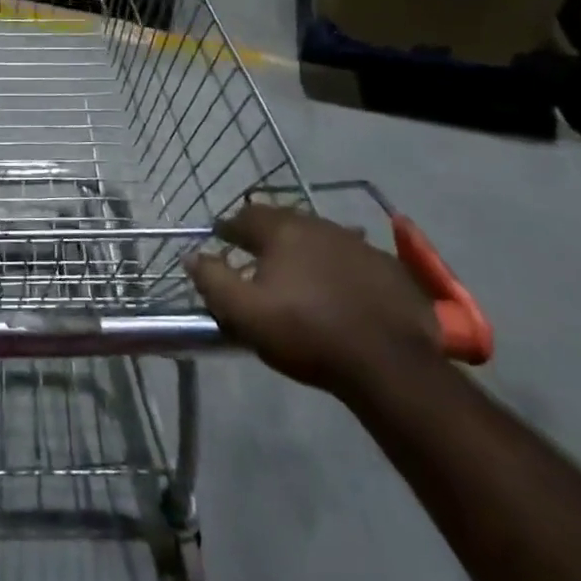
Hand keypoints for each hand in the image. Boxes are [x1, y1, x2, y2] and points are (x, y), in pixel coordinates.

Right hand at [186, 204, 442, 398]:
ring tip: (298, 270)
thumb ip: (213, 280)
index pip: (246, 216)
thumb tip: (192, 255)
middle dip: (267, 233)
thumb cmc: (307, 332)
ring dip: (304, 247)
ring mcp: (358, 243)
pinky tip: (340, 287)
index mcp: (282, 230)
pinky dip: (338, 265)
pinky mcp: (389, 267)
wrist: (389, 363)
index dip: (229, 226)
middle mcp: (319, 225)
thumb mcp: (245, 313)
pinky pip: (353, 257)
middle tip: (256, 252)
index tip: (220, 237)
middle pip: (284, 220)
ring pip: (320, 236)